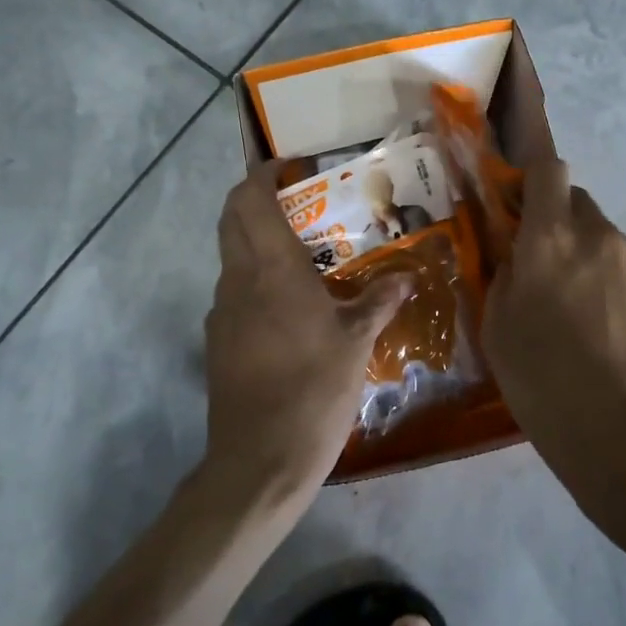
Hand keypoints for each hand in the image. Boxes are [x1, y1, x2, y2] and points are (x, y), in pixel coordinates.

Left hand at [203, 164, 409, 503]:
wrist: (261, 458)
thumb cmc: (315, 388)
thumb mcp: (357, 342)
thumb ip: (379, 301)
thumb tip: (406, 277)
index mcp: (272, 269)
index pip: (249, 200)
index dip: (261, 174)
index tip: (289, 167)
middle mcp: (238, 279)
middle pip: (232, 219)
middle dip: (256, 199)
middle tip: (300, 201)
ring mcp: (222, 311)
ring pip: (233, 256)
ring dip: (258, 241)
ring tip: (305, 254)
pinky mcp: (218, 340)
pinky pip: (236, 292)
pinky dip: (256, 279)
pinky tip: (290, 306)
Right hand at [483, 158, 625, 542]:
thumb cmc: (546, 384)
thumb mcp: (498, 331)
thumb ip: (506, 276)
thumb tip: (519, 255)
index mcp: (551, 239)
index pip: (548, 169)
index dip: (537, 180)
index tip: (528, 207)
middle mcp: (602, 234)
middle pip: (582, 207)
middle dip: (568, 231)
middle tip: (562, 281)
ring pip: (618, 246)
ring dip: (606, 267)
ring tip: (604, 322)